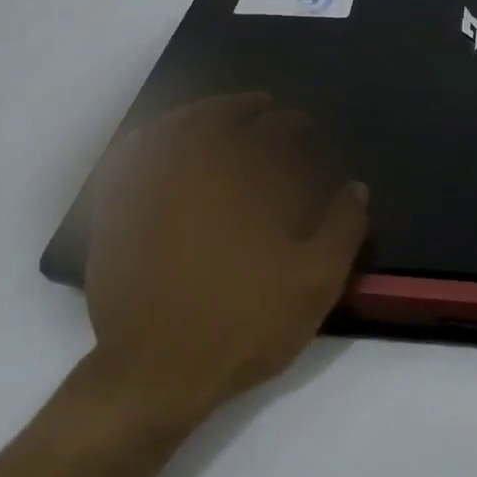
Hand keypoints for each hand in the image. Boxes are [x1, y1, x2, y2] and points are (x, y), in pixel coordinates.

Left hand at [79, 93, 369, 428]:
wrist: (158, 369)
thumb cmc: (244, 322)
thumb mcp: (314, 282)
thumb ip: (342, 229)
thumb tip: (358, 188)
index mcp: (246, 182)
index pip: (274, 133)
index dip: (293, 123)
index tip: (304, 124)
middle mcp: (196, 170)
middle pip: (222, 119)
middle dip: (247, 108)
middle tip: (263, 107)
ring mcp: (150, 187)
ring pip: (173, 128)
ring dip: (200, 112)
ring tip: (216, 113)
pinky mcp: (118, 211)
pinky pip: (129, 156)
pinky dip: (149, 137)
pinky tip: (158, 139)